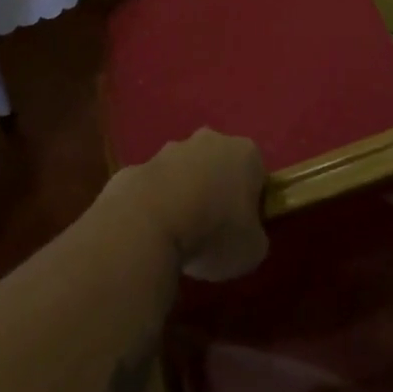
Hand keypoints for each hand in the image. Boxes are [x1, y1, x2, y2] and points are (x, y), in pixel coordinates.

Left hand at [102, 129, 268, 280]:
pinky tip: (150, 232)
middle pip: (218, 166)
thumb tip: (245, 237)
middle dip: (216, 191)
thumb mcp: (252, 250)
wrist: (147, 224)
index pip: (257, 174)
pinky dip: (153, 205)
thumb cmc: (214, 233)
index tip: (243, 228)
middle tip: (212, 229)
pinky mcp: (135, 167)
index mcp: (245, 153)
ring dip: (183, 195)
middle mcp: (209, 141)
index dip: (251, 202)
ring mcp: (167, 151)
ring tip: (178, 234)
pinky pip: (152, 188)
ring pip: (183, 173)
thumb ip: (254, 237)